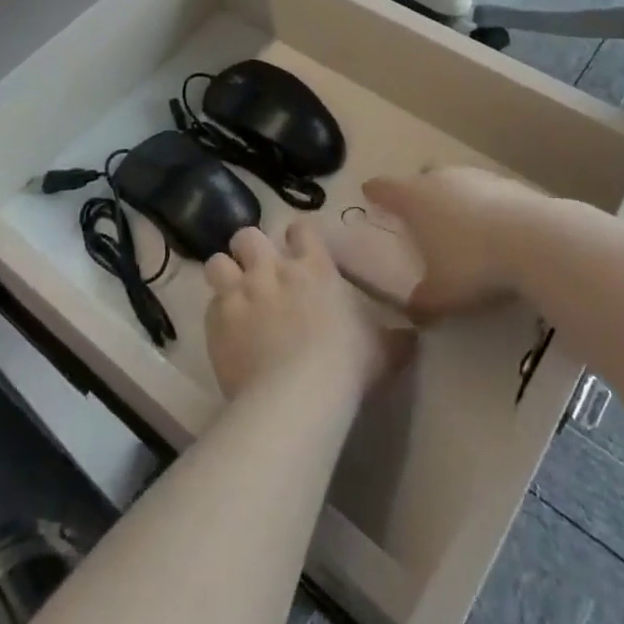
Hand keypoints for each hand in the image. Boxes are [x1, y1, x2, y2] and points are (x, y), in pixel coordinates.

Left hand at [203, 223, 410, 399]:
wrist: (298, 394)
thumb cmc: (346, 365)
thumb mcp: (381, 350)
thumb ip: (395, 339)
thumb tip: (414, 338)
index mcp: (314, 268)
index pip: (301, 228)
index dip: (298, 237)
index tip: (298, 251)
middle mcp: (273, 269)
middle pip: (248, 235)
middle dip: (250, 249)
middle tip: (258, 271)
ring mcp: (242, 291)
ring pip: (218, 261)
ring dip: (224, 274)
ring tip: (232, 293)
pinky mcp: (218, 319)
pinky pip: (209, 304)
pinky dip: (216, 314)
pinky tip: (226, 331)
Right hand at [360, 167, 555, 320]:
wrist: (534, 240)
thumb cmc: (472, 264)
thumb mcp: (441, 295)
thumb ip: (422, 302)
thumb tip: (413, 312)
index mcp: (414, 199)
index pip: (384, 188)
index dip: (375, 192)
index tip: (369, 192)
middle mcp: (440, 179)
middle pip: (421, 179)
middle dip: (417, 194)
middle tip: (418, 217)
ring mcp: (475, 176)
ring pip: (454, 182)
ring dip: (453, 199)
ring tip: (458, 226)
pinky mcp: (507, 183)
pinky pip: (485, 192)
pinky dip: (483, 206)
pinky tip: (493, 230)